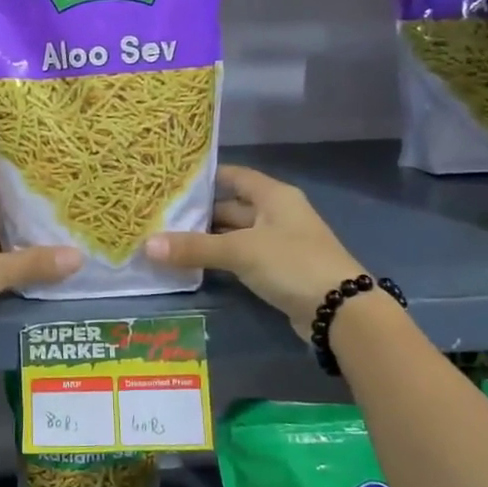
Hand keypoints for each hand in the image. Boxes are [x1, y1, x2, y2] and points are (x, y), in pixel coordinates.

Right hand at [144, 164, 366, 340]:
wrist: (340, 310)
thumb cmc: (292, 263)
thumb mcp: (240, 251)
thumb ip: (195, 248)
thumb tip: (147, 245)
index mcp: (273, 196)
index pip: (235, 176)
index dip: (206, 177)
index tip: (172, 181)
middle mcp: (276, 214)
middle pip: (232, 206)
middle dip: (199, 212)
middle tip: (160, 215)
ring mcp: (278, 243)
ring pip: (235, 234)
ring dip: (207, 238)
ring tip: (167, 239)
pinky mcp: (277, 270)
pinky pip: (241, 257)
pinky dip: (219, 259)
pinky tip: (193, 264)